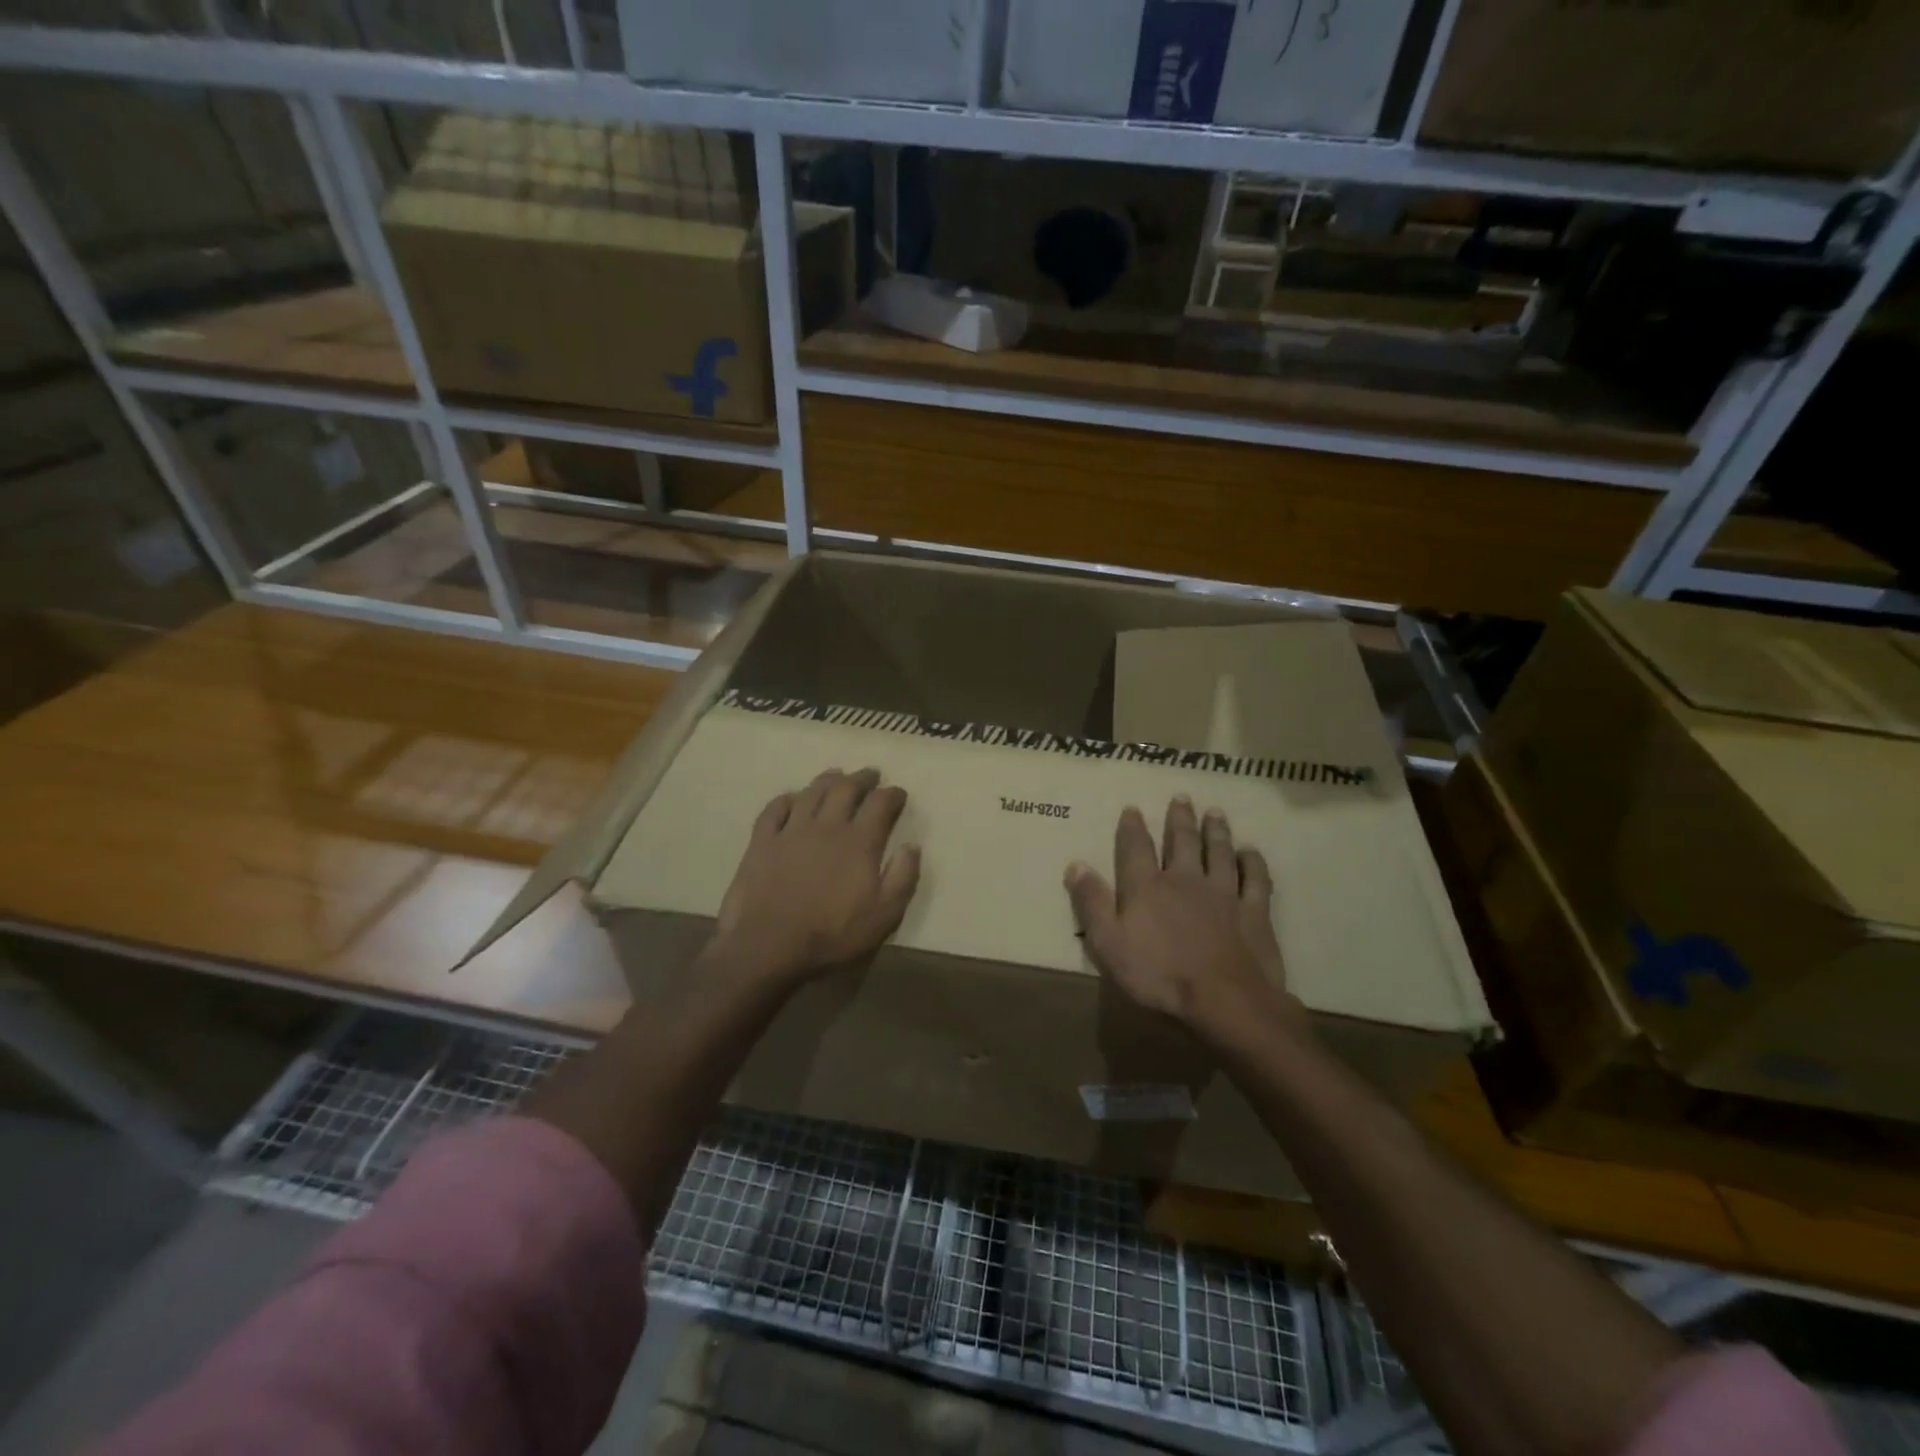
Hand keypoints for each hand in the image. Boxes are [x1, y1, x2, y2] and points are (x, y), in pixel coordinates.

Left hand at [714, 767, 920, 984]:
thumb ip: (903, 877)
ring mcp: (791, 831)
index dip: (892, 794)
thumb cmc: (832, 934)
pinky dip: (786, 799)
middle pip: (846, 789)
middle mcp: (827, 826)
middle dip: (862, 778)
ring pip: (811, 792)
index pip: (880, 804)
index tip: (899, 793)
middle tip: (870, 774)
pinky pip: (774, 810)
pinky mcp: (762, 842)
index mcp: (859, 841)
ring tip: (836, 776)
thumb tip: (912, 846)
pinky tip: (791, 798)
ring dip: (827, 780)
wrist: (769, 946)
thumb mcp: (884, 915)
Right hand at [1064, 797, 1286, 1037]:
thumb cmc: (1159, 974)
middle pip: (1183, 841)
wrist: (1224, 999)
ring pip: (1220, 852)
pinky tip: (1252, 852)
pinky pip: (1255, 879)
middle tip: (1182, 797)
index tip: (1133, 808)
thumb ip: (1092, 903)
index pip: (1136, 848)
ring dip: (1217, 831)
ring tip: (1215, 813)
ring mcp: (1223, 893)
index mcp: (1147, 886)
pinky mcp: (1254, 911)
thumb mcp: (1108, 943)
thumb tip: (1075, 864)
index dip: (1133, 827)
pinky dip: (1253, 863)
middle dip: (1180, 818)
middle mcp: (1185, 879)